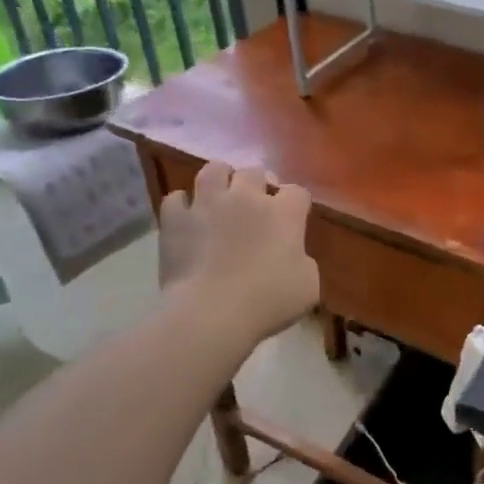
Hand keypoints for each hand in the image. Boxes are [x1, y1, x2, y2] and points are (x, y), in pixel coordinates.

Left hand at [158, 160, 319, 344]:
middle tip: (255, 204)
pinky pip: (176, 198)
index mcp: (284, 213)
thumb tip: (293, 255)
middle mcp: (247, 197)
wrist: (212, 313)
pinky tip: (187, 217)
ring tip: (220, 195)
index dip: (296, 203)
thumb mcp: (308, 286)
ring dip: (219, 179)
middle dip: (257, 184)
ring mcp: (207, 203)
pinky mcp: (175, 219)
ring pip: (213, 170)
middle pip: (254, 172)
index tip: (293, 218)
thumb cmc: (268, 301)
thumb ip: (303, 261)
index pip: (297, 192)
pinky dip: (182, 205)